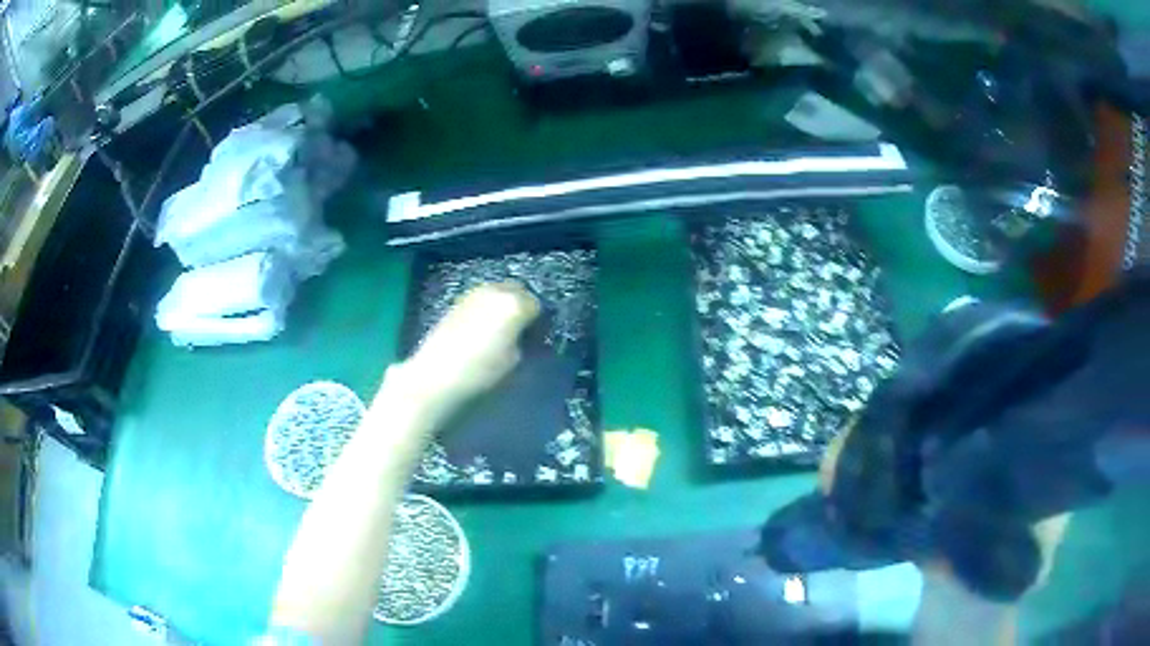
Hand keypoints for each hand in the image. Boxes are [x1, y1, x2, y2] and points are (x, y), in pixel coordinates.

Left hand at [388, 282, 539, 421]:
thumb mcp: (516, 363)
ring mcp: (473, 294)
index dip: (540, 323)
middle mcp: (495, 291)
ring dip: (503, 306)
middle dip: (522, 307)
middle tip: (522, 332)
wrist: (436, 377)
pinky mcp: (456, 302)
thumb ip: (528, 344)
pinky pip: (481, 299)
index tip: (537, 340)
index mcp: (514, 304)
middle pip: (518, 291)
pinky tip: (481, 330)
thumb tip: (530, 338)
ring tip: (501, 331)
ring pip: (498, 292)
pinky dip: (487, 309)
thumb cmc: (482, 374)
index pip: (538, 306)